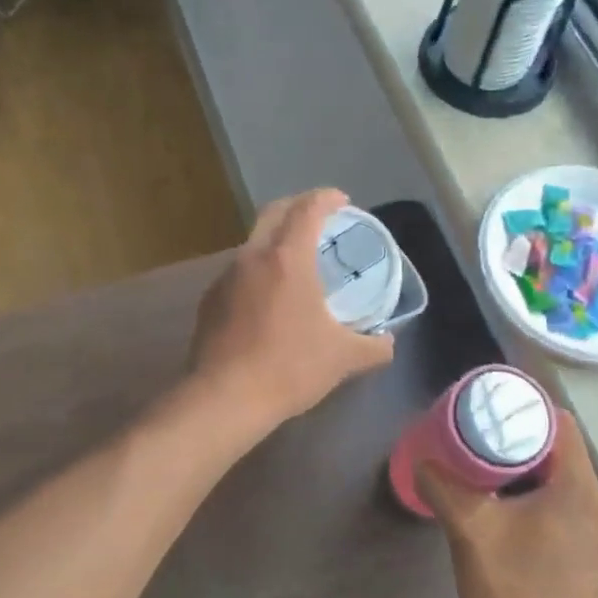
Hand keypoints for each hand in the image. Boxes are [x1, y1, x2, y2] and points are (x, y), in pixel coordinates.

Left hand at [190, 189, 393, 430]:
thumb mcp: (342, 359)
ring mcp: (225, 278)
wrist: (225, 398)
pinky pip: (238, 272)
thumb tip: (388, 343)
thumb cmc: (289, 368)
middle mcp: (252, 257)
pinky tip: (268, 298)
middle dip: (297, 207)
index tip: (342, 202)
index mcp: (287, 259)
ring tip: (295, 262)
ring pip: (253, 243)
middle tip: (318, 219)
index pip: (307, 209)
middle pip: (273, 213)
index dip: (326, 198)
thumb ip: (373, 347)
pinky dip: (258, 271)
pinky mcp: (209, 300)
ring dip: (275, 241)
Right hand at [419, 413, 597, 597]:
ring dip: (523, 459)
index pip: (560, 421)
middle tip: (477, 424)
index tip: (489, 402)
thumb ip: (445, 488)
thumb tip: (422, 459)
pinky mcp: (582, 545)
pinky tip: (498, 494)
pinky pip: (558, 495)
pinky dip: (530, 484)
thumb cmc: (517, 593)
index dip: (526, 404)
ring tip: (480, 453)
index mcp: (577, 487)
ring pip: (558, 471)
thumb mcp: (471, 531)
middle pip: (559, 443)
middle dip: (518, 429)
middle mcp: (593, 499)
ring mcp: (592, 525)